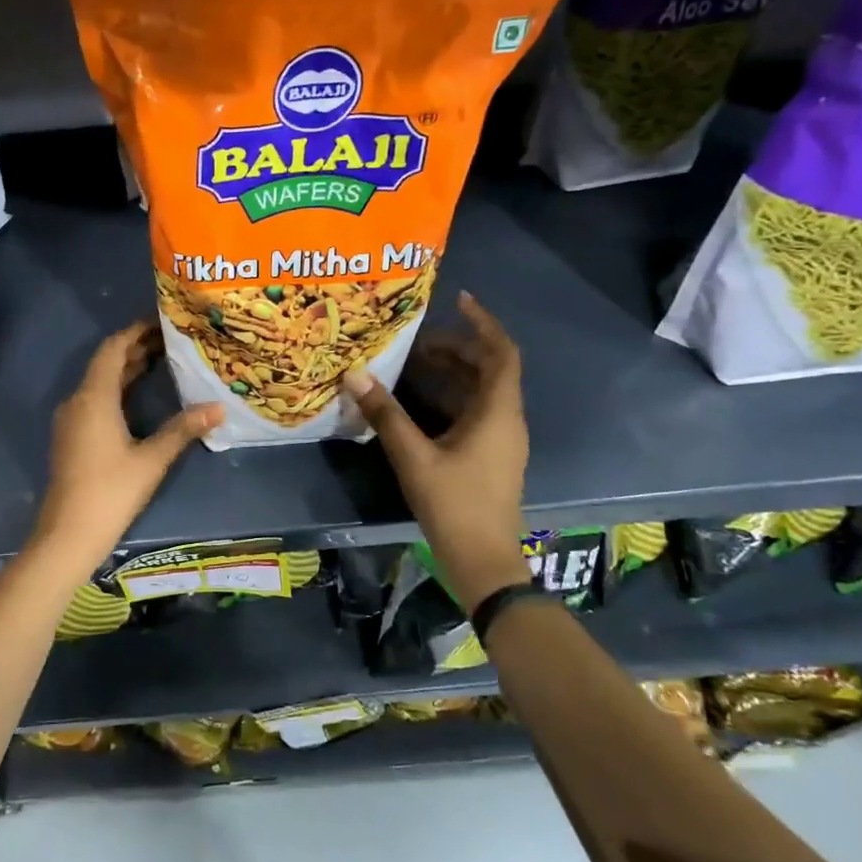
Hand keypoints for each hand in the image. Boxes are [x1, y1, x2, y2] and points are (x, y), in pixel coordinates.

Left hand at [32, 322, 222, 577]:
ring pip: (100, 383)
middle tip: (171, 341)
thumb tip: (219, 407)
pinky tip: (140, 396)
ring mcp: (72, 420)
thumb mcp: (152, 459)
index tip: (162, 322)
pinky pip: (95, 400)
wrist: (68, 534)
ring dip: (127, 370)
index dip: (136, 332)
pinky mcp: (73, 437)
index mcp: (93, 398)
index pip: (113, 349)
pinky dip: (118, 390)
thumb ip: (183, 429)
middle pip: (106, 363)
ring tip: (162, 361)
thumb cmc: (111, 492)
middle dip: (136, 349)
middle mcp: (78, 401)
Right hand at [341, 291, 530, 610]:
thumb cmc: (454, 504)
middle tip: (417, 340)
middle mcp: (506, 419)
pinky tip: (418, 402)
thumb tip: (355, 374)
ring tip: (413, 364)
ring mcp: (501, 440)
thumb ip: (385, 414)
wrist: (483, 560)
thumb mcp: (413, 456)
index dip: (483, 323)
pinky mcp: (491, 456)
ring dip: (452, 373)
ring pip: (481, 392)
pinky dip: (450, 397)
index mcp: (498, 412)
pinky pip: (475, 412)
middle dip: (456, 348)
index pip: (501, 352)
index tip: (459, 300)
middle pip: (489, 369)